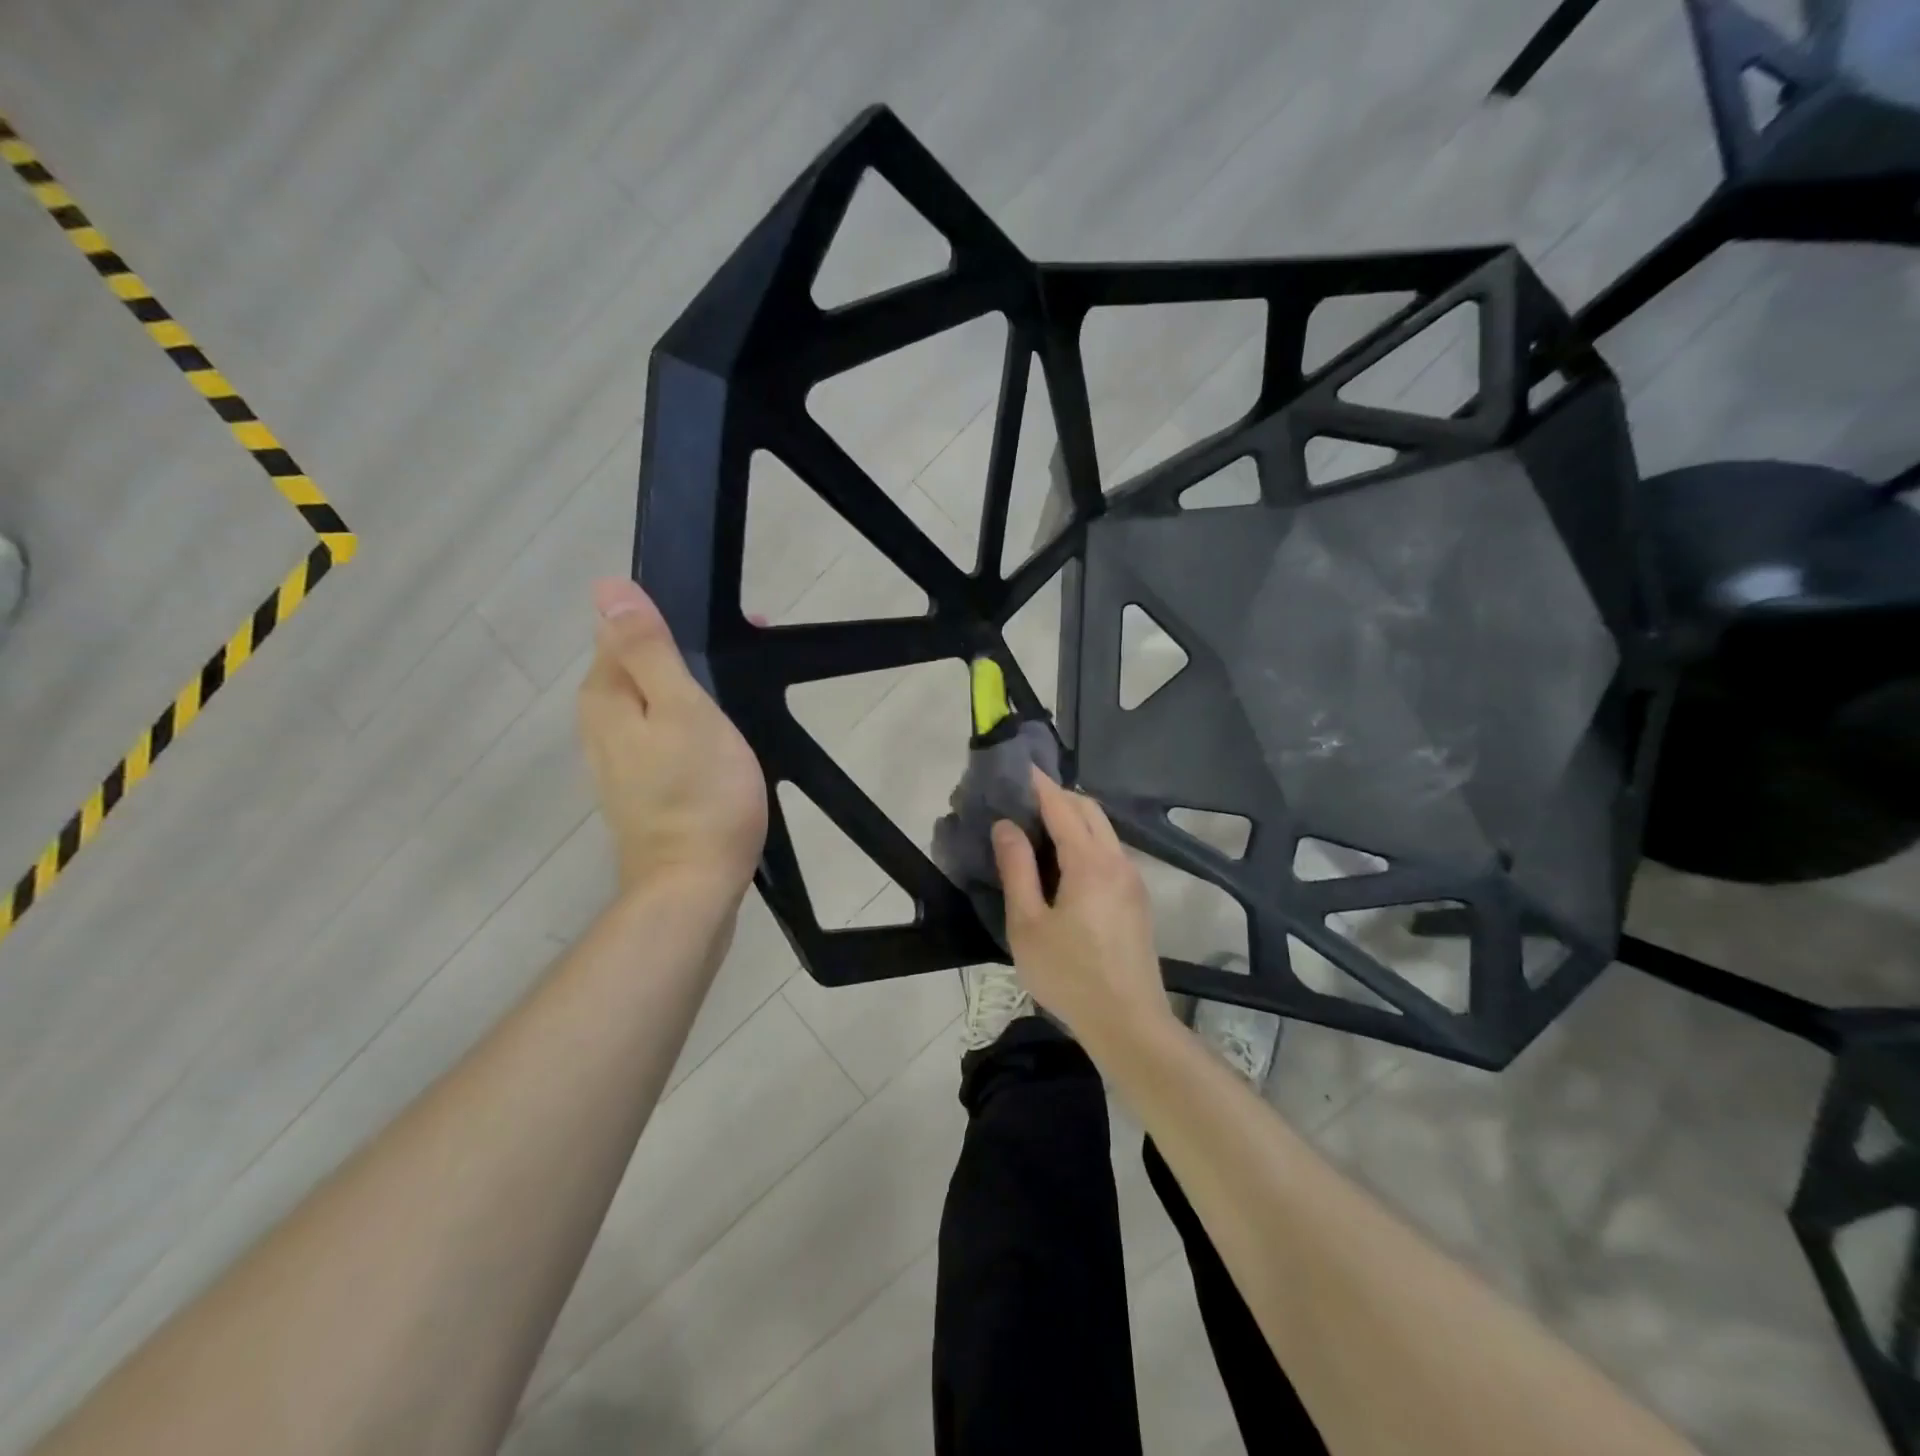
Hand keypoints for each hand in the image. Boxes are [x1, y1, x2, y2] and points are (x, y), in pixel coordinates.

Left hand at [579, 579, 767, 896]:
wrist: (694, 884)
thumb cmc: (700, 792)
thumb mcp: (682, 709)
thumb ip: (648, 650)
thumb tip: (607, 589)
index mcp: (605, 697)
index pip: (623, 631)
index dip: (674, 621)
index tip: (735, 630)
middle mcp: (600, 725)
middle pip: (638, 668)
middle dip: (687, 654)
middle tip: (745, 662)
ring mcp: (619, 761)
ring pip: (652, 703)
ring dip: (691, 689)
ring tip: (741, 696)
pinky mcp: (642, 788)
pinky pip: (662, 735)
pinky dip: (690, 724)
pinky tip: (721, 738)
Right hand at [991, 770, 1174, 1051]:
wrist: (1129, 1023)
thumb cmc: (1069, 975)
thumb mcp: (1028, 925)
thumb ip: (1017, 870)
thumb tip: (1007, 826)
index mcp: (1090, 862)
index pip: (1062, 806)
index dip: (1039, 785)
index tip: (1019, 768)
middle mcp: (1118, 861)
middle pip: (1090, 811)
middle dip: (1058, 797)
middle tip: (1024, 800)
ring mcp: (1133, 880)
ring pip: (1104, 831)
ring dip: (1075, 819)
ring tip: (1039, 828)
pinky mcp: (1138, 900)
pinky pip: (1111, 853)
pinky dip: (1087, 841)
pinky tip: (1066, 863)